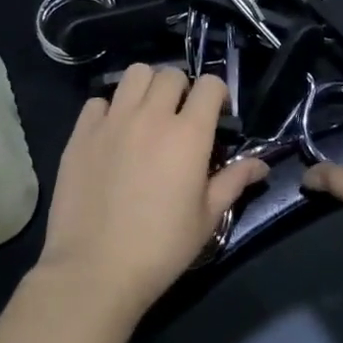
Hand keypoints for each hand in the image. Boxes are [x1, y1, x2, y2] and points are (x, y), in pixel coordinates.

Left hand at [35, 65, 269, 320]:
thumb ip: (234, 180)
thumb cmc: (161, 247)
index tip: (216, 115)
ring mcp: (113, 121)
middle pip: (171, 73)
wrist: (95, 269)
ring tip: (147, 114)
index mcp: (188, 134)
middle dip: (182, 88)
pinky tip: (112, 133)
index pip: (210, 85)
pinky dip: (109, 108)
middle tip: (180, 117)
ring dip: (146, 87)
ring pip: (135, 74)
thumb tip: (261, 164)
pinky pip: (98, 100)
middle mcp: (151, 116)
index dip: (217, 94)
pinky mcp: (82, 133)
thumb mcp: (207, 217)